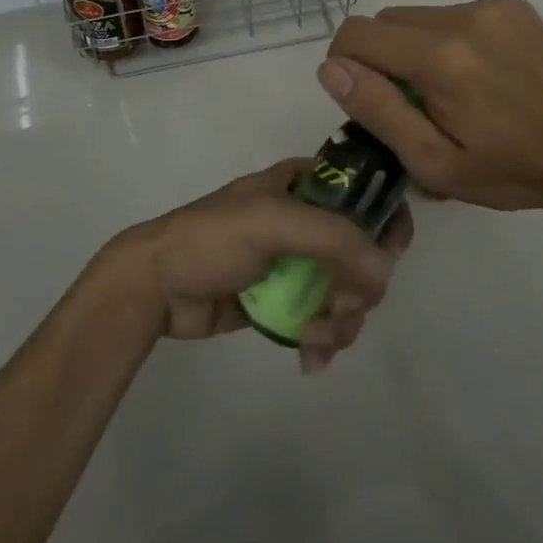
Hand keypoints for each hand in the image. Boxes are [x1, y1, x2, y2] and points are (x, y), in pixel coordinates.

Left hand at [104, 159, 412, 372]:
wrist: (155, 286)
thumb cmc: (213, 238)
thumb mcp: (273, 222)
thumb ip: (334, 240)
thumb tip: (387, 272)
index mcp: (305, 184)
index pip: (365, 192)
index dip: (385, 222)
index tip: (388, 257)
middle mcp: (307, 219)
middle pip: (362, 251)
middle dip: (360, 288)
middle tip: (340, 309)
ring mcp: (296, 262)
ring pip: (346, 290)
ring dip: (342, 320)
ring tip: (316, 341)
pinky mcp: (284, 300)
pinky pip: (322, 317)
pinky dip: (324, 338)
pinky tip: (311, 358)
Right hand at [319, 0, 542, 212]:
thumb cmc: (510, 169)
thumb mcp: (434, 162)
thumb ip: (378, 111)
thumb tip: (331, 68)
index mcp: (437, 58)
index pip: (357, 33)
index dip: (345, 64)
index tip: (366, 98)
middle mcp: (460, 18)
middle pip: (385, 20)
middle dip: (381, 57)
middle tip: (411, 102)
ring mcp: (490, 7)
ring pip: (419, 16)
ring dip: (416, 48)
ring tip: (450, 91)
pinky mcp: (512, 6)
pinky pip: (454, 14)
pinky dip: (449, 39)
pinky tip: (480, 75)